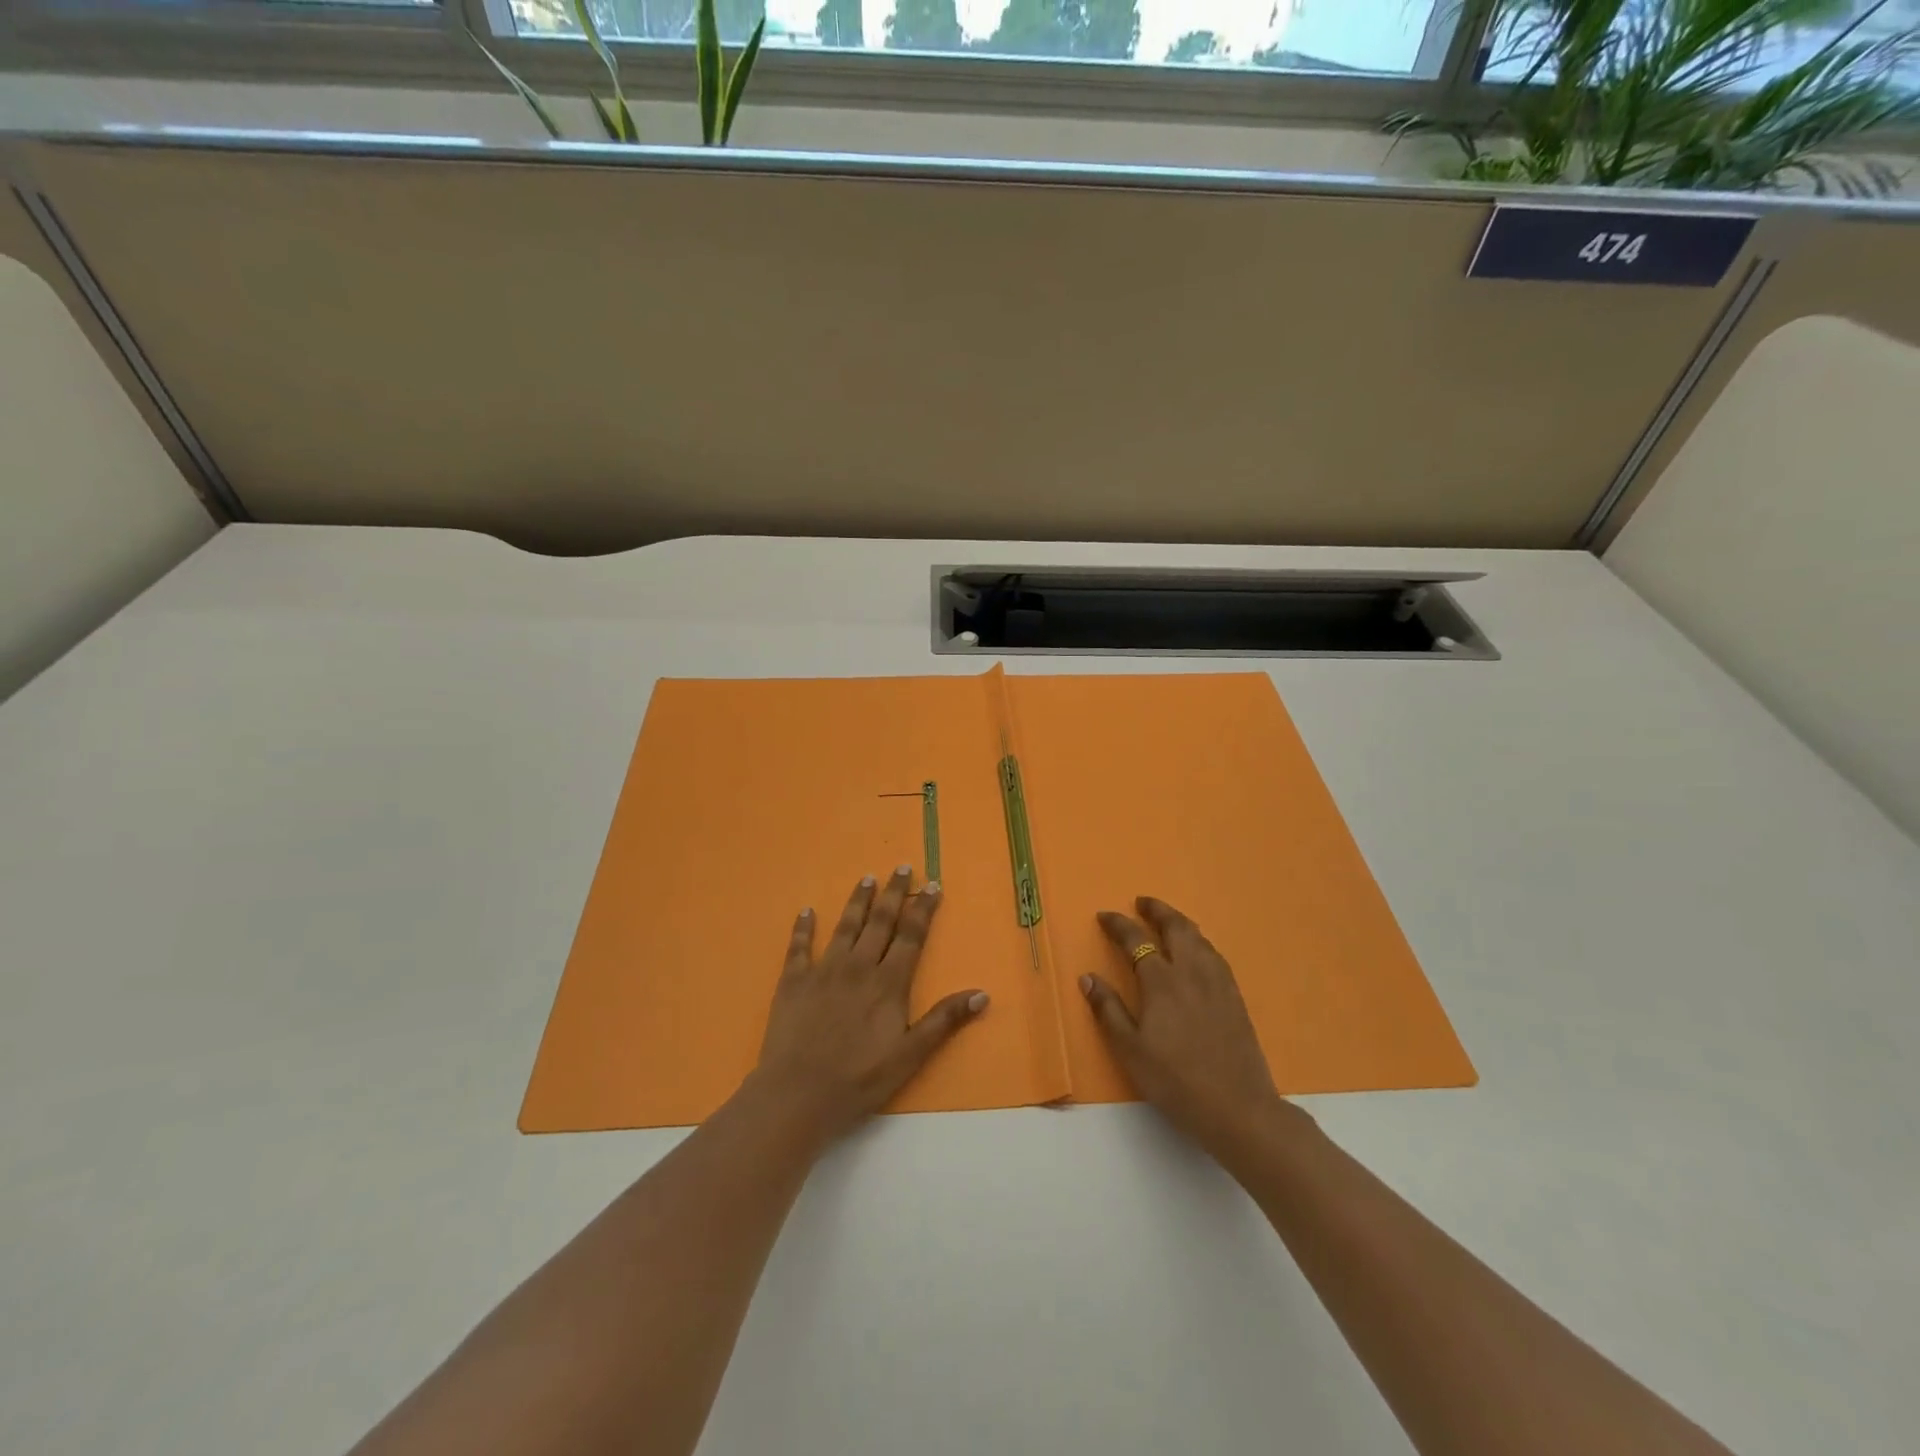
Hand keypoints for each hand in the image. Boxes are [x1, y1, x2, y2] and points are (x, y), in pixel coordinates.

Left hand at [751, 867, 987, 1142]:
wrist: (798, 1094)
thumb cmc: (859, 1080)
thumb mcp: (910, 1056)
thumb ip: (943, 1021)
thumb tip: (981, 993)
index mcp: (888, 983)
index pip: (911, 936)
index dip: (923, 909)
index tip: (932, 884)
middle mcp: (858, 967)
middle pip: (880, 922)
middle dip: (894, 893)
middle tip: (902, 867)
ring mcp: (823, 970)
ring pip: (845, 926)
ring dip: (857, 901)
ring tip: (867, 878)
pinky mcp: (793, 981)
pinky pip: (799, 947)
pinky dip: (803, 928)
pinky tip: (806, 911)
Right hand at [1081, 897, 1295, 1160]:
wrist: (1238, 1107)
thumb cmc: (1175, 1080)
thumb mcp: (1130, 1050)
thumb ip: (1108, 1010)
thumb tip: (1088, 977)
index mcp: (1161, 981)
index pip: (1136, 940)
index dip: (1119, 925)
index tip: (1105, 916)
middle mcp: (1191, 972)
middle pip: (1176, 927)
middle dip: (1157, 910)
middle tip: (1142, 902)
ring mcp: (1218, 983)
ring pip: (1199, 938)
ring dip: (1180, 922)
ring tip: (1168, 922)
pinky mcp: (1235, 997)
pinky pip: (1214, 954)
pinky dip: (1199, 941)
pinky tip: (1198, 952)